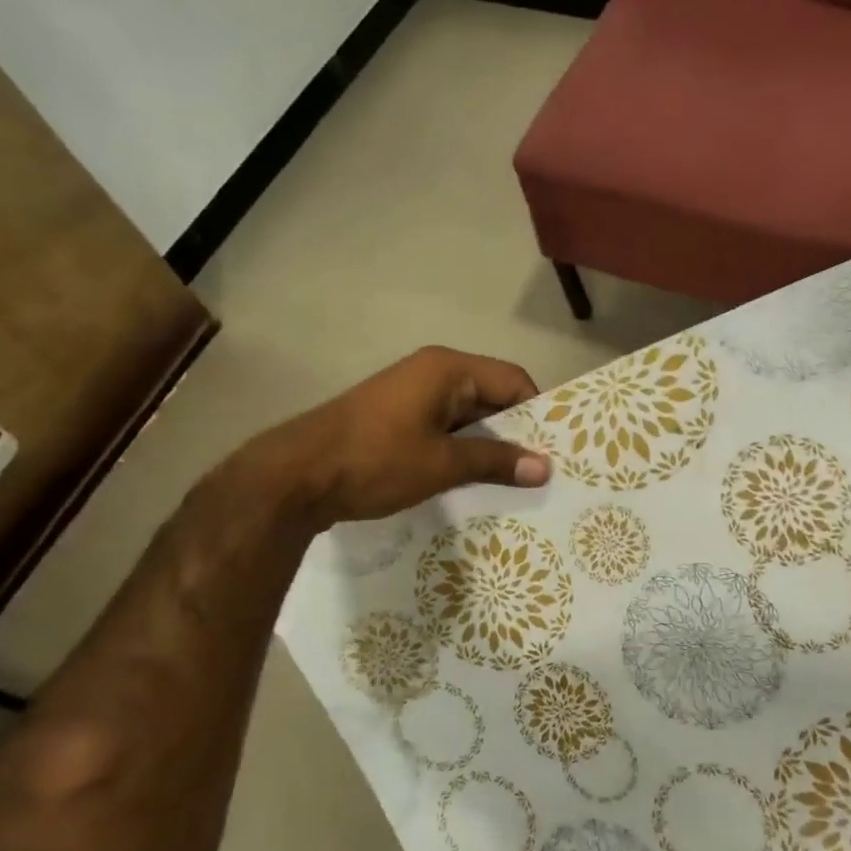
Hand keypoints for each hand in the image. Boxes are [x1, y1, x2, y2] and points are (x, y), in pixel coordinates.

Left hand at [250, 347, 551, 524]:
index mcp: (447, 369)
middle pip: (491, 396)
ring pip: (467, 416)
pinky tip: (474, 481)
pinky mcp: (396, 418)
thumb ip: (496, 462)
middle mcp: (432, 372)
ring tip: (514, 481)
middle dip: (515, 432)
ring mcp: (411, 395)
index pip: (513, 381)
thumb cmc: (375, 460)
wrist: (294, 476)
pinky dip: (462, 450)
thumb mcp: (442, 464)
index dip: (537, 413)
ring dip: (488, 446)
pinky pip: (444, 428)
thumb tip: (545, 467)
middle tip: (541, 470)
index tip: (555, 449)